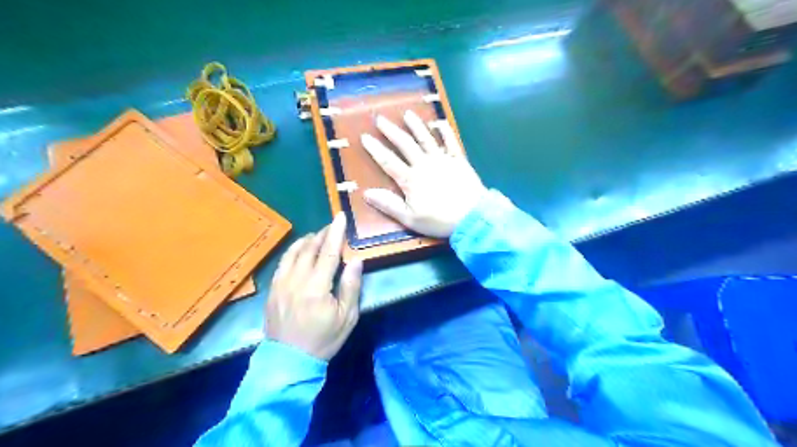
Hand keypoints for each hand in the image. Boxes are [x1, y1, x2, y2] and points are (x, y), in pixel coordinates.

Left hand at [263, 211, 362, 359]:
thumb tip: (355, 260)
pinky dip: (293, 251)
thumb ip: (351, 287)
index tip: (340, 216)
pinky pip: (282, 262)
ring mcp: (281, 284)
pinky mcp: (272, 289)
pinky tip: (299, 250)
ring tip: (317, 235)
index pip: (328, 252)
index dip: (335, 233)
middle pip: (309, 248)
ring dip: (307, 240)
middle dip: (322, 234)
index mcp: (317, 288)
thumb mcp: (347, 317)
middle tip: (332, 226)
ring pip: (293, 252)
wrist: (289, 360)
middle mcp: (296, 280)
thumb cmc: (323, 339)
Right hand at [362, 110, 484, 238]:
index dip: (376, 149)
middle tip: (380, 118)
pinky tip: (439, 122)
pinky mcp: (458, 160)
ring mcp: (443, 160)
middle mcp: (424, 164)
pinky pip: (451, 142)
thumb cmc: (439, 220)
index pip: (388, 161)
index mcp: (410, 179)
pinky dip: (445, 132)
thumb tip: (367, 193)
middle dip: (391, 131)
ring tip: (407, 114)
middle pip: (405, 144)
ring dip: (416, 125)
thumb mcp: (410, 218)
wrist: (472, 217)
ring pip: (426, 138)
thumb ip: (389, 204)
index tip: (365, 136)